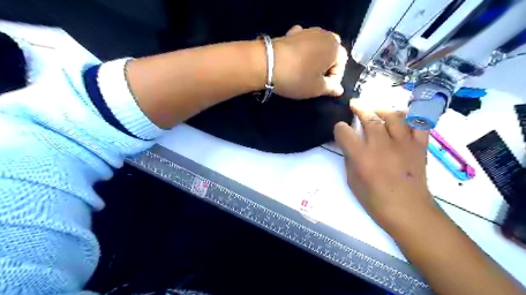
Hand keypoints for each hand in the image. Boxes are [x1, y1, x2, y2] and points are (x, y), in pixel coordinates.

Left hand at [271, 25, 347, 98]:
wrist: (267, 63)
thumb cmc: (297, 78)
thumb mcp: (317, 88)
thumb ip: (331, 88)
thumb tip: (339, 90)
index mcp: (335, 48)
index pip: (341, 66)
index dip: (334, 80)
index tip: (323, 90)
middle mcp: (325, 35)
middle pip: (331, 53)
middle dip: (326, 67)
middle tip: (315, 80)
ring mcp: (308, 31)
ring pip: (318, 47)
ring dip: (315, 59)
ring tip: (305, 72)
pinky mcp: (292, 33)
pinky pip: (303, 43)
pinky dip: (303, 50)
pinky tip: (296, 59)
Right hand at [337, 100, 435, 231]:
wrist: (408, 211)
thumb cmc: (375, 200)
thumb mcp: (352, 181)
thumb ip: (350, 159)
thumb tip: (349, 144)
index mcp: (362, 157)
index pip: (345, 132)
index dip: (339, 128)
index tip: (340, 130)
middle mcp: (381, 145)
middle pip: (369, 117)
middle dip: (359, 108)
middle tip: (355, 104)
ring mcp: (403, 144)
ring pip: (393, 115)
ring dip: (382, 109)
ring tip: (376, 109)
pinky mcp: (419, 146)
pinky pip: (418, 123)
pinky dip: (411, 116)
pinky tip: (402, 116)